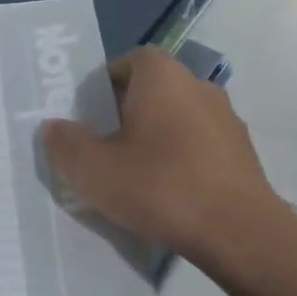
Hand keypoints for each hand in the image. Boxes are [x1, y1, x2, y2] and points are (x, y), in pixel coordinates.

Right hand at [40, 47, 293, 275]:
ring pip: (176, 118)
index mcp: (162, 76)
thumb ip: (65, 143)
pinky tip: (167, 193)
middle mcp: (198, 85)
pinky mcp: (243, 153)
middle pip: (152, 89)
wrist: (240, 234)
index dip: (103, 84)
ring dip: (154, 137)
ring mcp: (226, 119)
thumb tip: (53, 127)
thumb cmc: (160, 186)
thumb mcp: (93, 169)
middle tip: (102, 146)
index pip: (127, 61)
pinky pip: (199, 144)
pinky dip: (180, 159)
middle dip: (125, 112)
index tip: (87, 116)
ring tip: (133, 174)